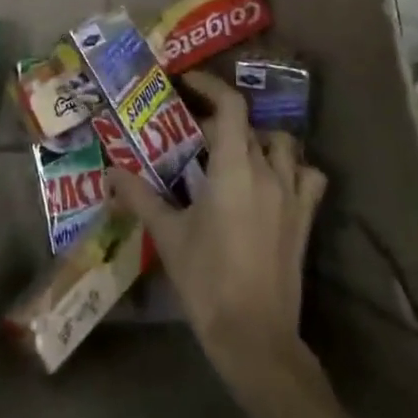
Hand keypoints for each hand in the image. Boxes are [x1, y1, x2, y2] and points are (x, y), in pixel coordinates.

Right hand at [110, 69, 326, 391]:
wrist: (254, 336)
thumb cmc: (206, 280)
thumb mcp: (168, 235)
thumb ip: (139, 196)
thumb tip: (110, 171)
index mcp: (233, 169)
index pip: (231, 106)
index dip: (211, 85)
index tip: (187, 82)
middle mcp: (268, 172)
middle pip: (250, 124)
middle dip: (221, 119)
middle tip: (192, 132)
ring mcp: (293, 196)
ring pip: (284, 145)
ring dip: (259, 139)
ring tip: (234, 153)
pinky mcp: (305, 219)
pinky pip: (308, 177)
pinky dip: (293, 168)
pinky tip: (272, 181)